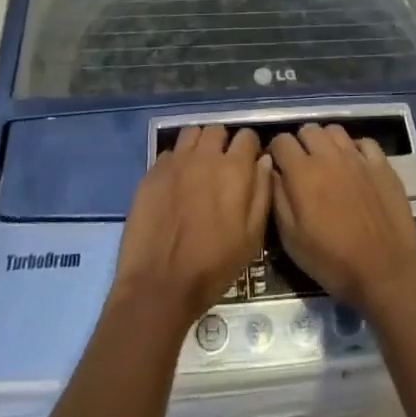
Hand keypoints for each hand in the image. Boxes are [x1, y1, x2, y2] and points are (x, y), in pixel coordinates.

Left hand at [112, 125, 270, 325]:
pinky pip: (169, 153)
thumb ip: (262, 193)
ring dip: (199, 145)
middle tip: (222, 166)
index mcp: (234, 169)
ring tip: (198, 167)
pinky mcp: (152, 173)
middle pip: (217, 130)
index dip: (250, 148)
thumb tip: (264, 160)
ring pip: (191, 134)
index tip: (248, 163)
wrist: (159, 286)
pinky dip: (176, 161)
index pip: (247, 136)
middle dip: (223, 143)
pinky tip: (175, 182)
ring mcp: (175, 162)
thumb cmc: (213, 266)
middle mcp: (205, 156)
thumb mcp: (252, 238)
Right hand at [271, 124, 415, 316]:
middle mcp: (330, 155)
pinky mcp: (382, 164)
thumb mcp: (292, 240)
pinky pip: (364, 141)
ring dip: (325, 142)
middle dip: (300, 144)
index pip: (281, 141)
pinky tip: (354, 166)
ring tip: (327, 163)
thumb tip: (272, 171)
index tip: (278, 168)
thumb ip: (278, 198)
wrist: (386, 273)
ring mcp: (359, 157)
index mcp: (304, 172)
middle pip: (308, 129)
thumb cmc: (333, 262)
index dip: (276, 152)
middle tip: (302, 167)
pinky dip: (354, 148)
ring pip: (335, 130)